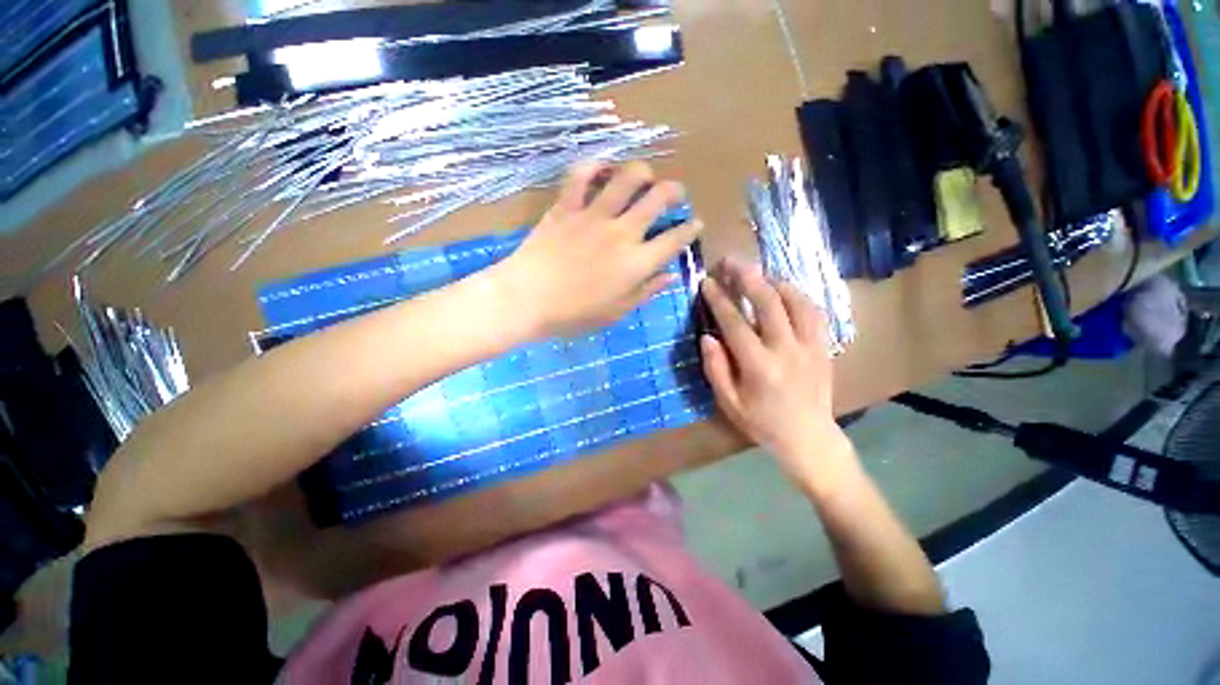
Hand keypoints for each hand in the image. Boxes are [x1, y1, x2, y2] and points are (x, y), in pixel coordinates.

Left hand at [494, 161, 702, 337]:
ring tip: (644, 178)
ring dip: (643, 172)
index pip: (675, 240)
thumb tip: (670, 275)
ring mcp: (593, 215)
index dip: (690, 229)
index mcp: (636, 263)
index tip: (695, 224)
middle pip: (659, 198)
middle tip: (675, 194)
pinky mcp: (566, 206)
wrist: (527, 300)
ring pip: (627, 177)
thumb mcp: (616, 313)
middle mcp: (622, 232)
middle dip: (675, 191)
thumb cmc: (574, 315)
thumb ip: (645, 291)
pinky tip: (602, 170)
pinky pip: (581, 174)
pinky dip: (593, 166)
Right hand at [700, 258, 853, 483]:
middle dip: (747, 277)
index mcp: (759, 366)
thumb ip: (716, 368)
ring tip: (758, 273)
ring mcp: (811, 346)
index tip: (707, 282)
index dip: (719, 299)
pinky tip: (786, 291)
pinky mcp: (824, 347)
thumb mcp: (729, 402)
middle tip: (731, 262)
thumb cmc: (762, 423)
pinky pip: (815, 312)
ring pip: (797, 302)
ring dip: (775, 282)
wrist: (809, 438)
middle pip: (768, 302)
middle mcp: (787, 350)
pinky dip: (799, 296)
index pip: (735, 323)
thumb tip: (707, 336)